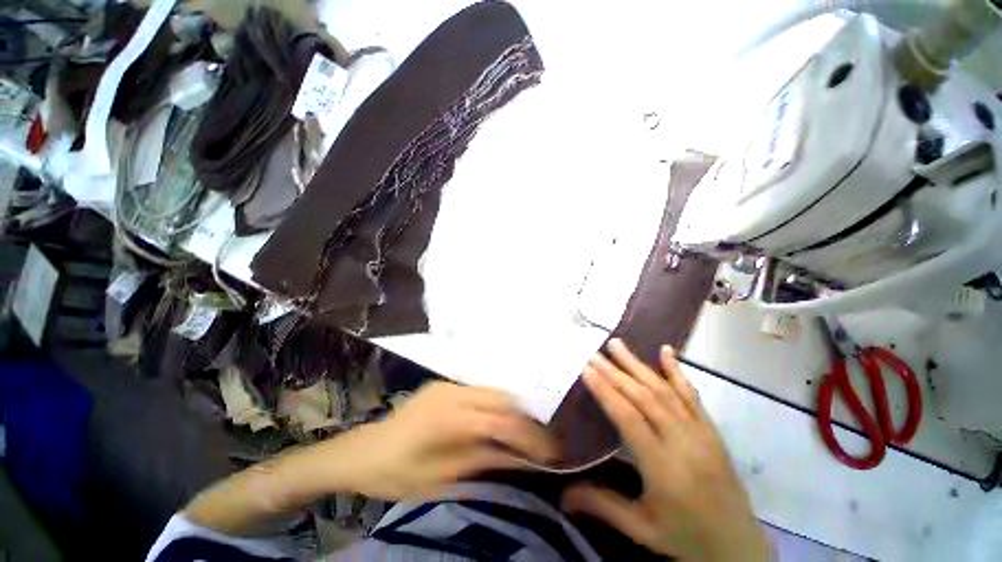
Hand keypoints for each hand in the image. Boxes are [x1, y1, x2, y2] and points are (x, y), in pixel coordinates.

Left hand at [328, 381, 556, 499]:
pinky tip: (499, 421)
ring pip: (493, 390)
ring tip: (524, 432)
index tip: (550, 451)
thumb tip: (523, 459)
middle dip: (525, 418)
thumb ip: (485, 461)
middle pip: (501, 397)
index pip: (500, 421)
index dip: (528, 436)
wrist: (363, 451)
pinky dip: (496, 405)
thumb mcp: (442, 478)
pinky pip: (480, 391)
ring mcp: (448, 385)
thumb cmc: (398, 474)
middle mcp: (451, 392)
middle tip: (540, 441)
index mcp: (447, 418)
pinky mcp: (445, 385)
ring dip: (512, 409)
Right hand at [561, 339, 769, 561]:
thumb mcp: (641, 529)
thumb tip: (562, 496)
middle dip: (616, 372)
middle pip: (644, 398)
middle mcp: (683, 443)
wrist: (740, 548)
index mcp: (663, 467)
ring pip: (665, 391)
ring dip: (638, 365)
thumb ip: (602, 506)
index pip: (628, 418)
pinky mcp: (712, 431)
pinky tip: (667, 351)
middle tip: (594, 353)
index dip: (605, 391)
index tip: (586, 370)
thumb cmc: (686, 540)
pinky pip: (692, 396)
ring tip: (617, 345)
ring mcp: (701, 433)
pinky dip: (677, 372)